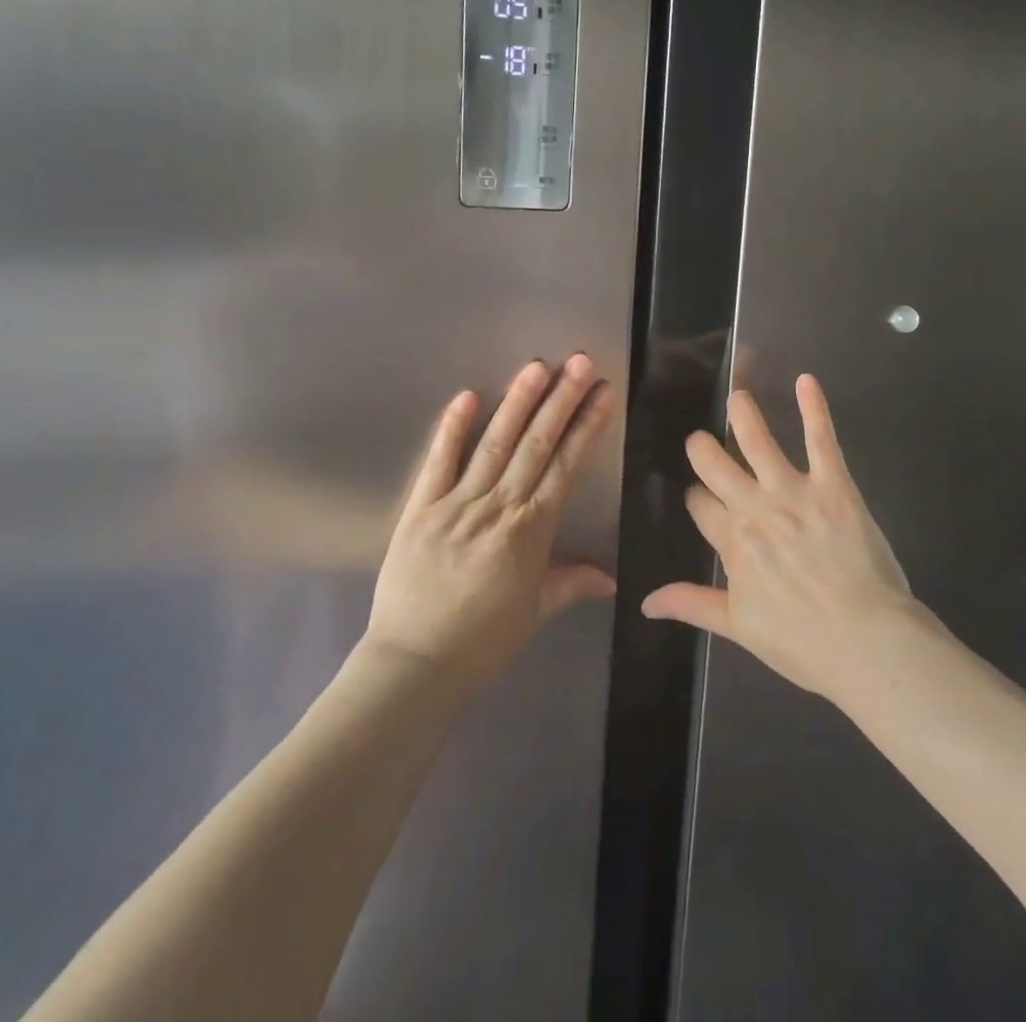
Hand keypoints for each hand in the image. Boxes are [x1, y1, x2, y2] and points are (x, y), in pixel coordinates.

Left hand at [366, 355, 617, 686]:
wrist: (414, 665)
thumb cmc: (482, 641)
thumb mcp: (535, 612)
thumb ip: (571, 583)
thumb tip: (612, 577)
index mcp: (531, 530)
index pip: (566, 466)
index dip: (587, 426)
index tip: (603, 392)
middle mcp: (499, 507)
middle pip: (536, 444)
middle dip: (561, 400)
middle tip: (578, 361)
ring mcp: (457, 503)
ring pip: (494, 443)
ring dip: (517, 403)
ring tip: (536, 367)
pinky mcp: (420, 508)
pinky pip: (438, 462)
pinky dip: (452, 429)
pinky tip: (467, 396)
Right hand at [642, 375, 916, 703]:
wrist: (865, 642)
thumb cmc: (802, 641)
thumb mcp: (738, 627)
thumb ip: (692, 604)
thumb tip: (645, 601)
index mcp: (731, 540)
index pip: (699, 504)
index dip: (697, 498)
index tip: (700, 499)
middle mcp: (754, 506)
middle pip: (714, 462)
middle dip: (703, 448)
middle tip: (702, 441)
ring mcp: (793, 491)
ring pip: (757, 440)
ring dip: (743, 414)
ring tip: (737, 395)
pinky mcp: (833, 485)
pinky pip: (820, 439)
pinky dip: (814, 408)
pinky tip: (806, 381)